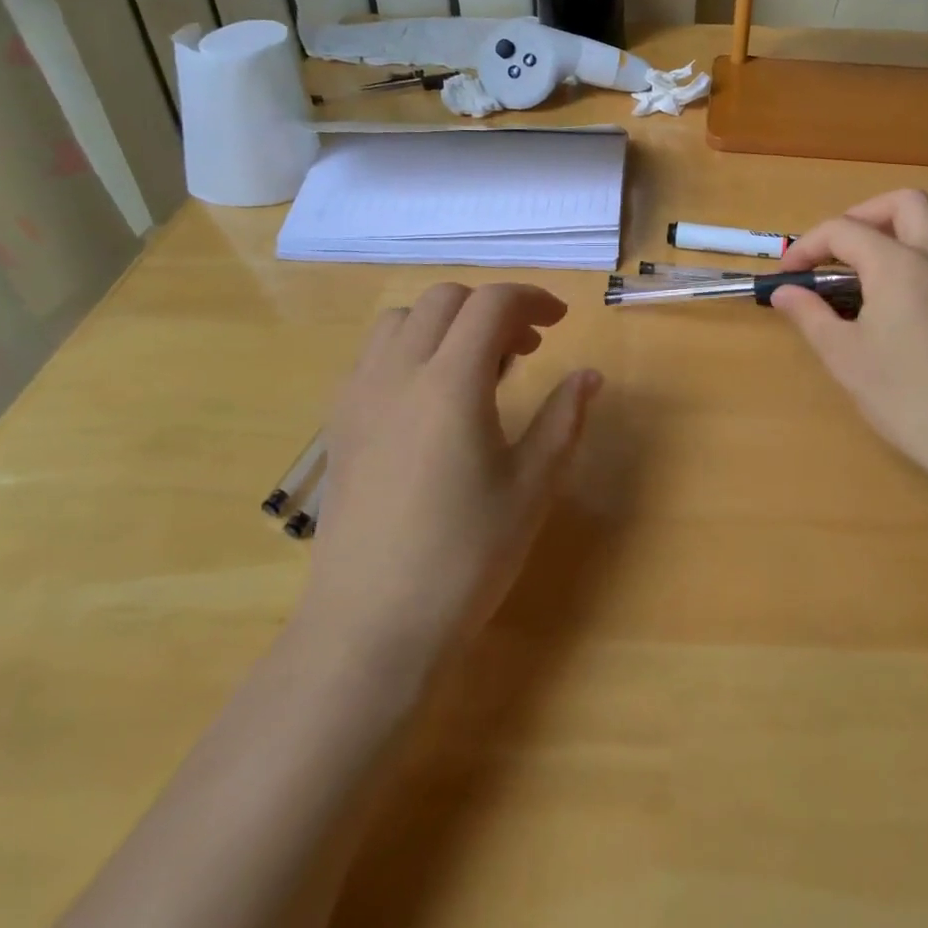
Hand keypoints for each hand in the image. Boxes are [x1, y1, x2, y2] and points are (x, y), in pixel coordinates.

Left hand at [299, 283, 600, 672]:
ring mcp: (359, 395)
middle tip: (526, 348)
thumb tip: (589, 376)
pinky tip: (432, 398)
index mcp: (450, 382)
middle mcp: (398, 372)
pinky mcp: (339, 423)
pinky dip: (412, 347)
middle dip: (492, 308)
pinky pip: (375, 354)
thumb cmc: (464, 558)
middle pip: (446, 299)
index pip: (491, 303)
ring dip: (447, 322)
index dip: (532, 299)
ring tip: (477, 367)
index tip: (560, 321)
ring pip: (403, 319)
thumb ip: (563, 419)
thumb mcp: (531, 487)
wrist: (369, 628)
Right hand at [770, 190, 927, 488]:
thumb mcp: (843, 356)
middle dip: (867, 214)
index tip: (788, 276)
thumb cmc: (904, 396)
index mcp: (896, 264)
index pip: (842, 231)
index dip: (808, 247)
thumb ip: (810, 315)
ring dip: (917, 228)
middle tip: (844, 249)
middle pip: (906, 203)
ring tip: (893, 256)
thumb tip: (784, 292)